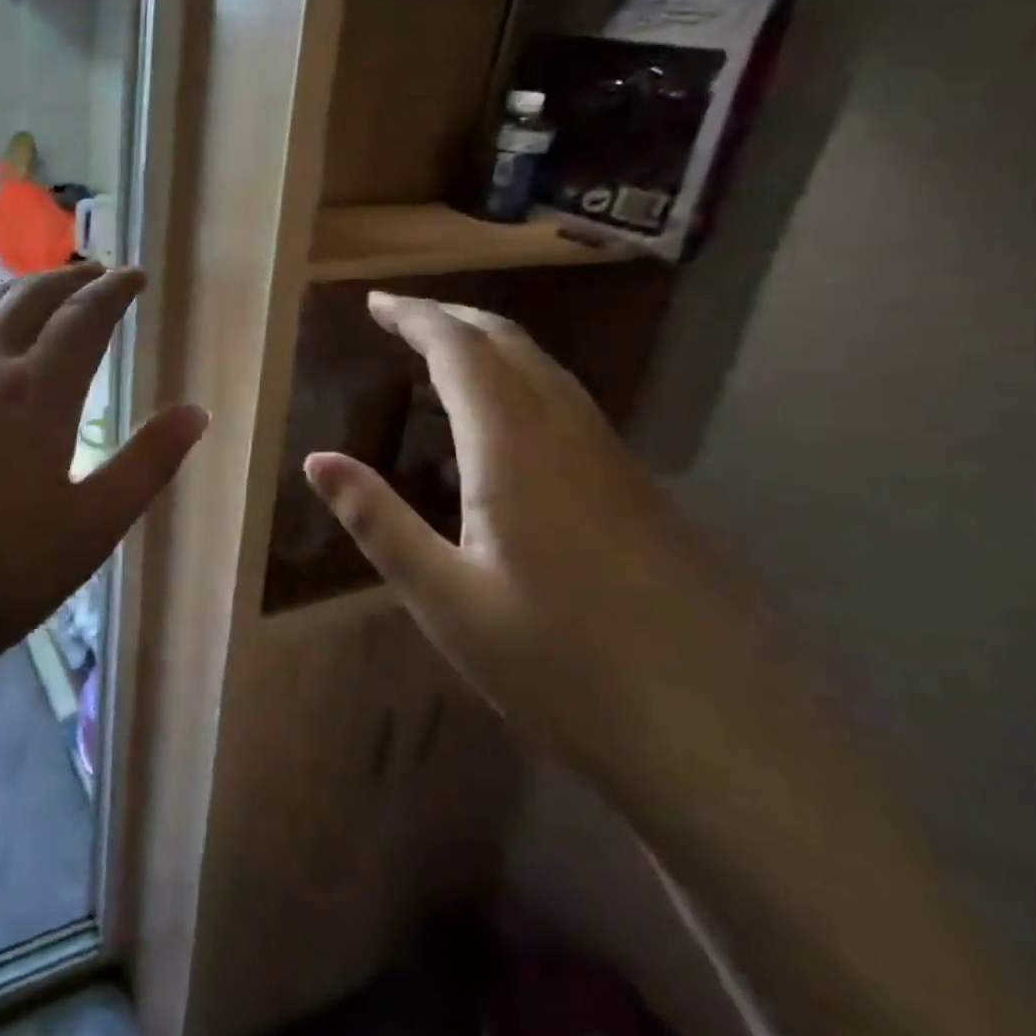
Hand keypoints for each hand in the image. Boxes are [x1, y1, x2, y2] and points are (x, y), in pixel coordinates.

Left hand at [0, 264, 207, 710]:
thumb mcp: (87, 532)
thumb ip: (146, 466)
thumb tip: (196, 412)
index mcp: (35, 394)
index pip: (84, 317)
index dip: (114, 290)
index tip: (134, 276)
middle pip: (28, 299)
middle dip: (68, 278)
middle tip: (93, 272)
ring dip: (15, 291)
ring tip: (36, 291)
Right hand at [304, 291, 759, 777]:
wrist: (719, 733)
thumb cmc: (561, 666)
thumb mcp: (446, 600)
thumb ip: (378, 521)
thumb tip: (316, 459)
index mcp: (514, 448)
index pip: (459, 350)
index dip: (415, 317)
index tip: (375, 302)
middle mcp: (567, 433)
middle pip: (508, 343)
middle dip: (451, 317)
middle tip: (401, 315)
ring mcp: (612, 459)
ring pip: (545, 369)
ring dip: (490, 344)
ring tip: (445, 352)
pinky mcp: (638, 489)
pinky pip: (567, 402)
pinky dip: (521, 380)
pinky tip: (508, 422)